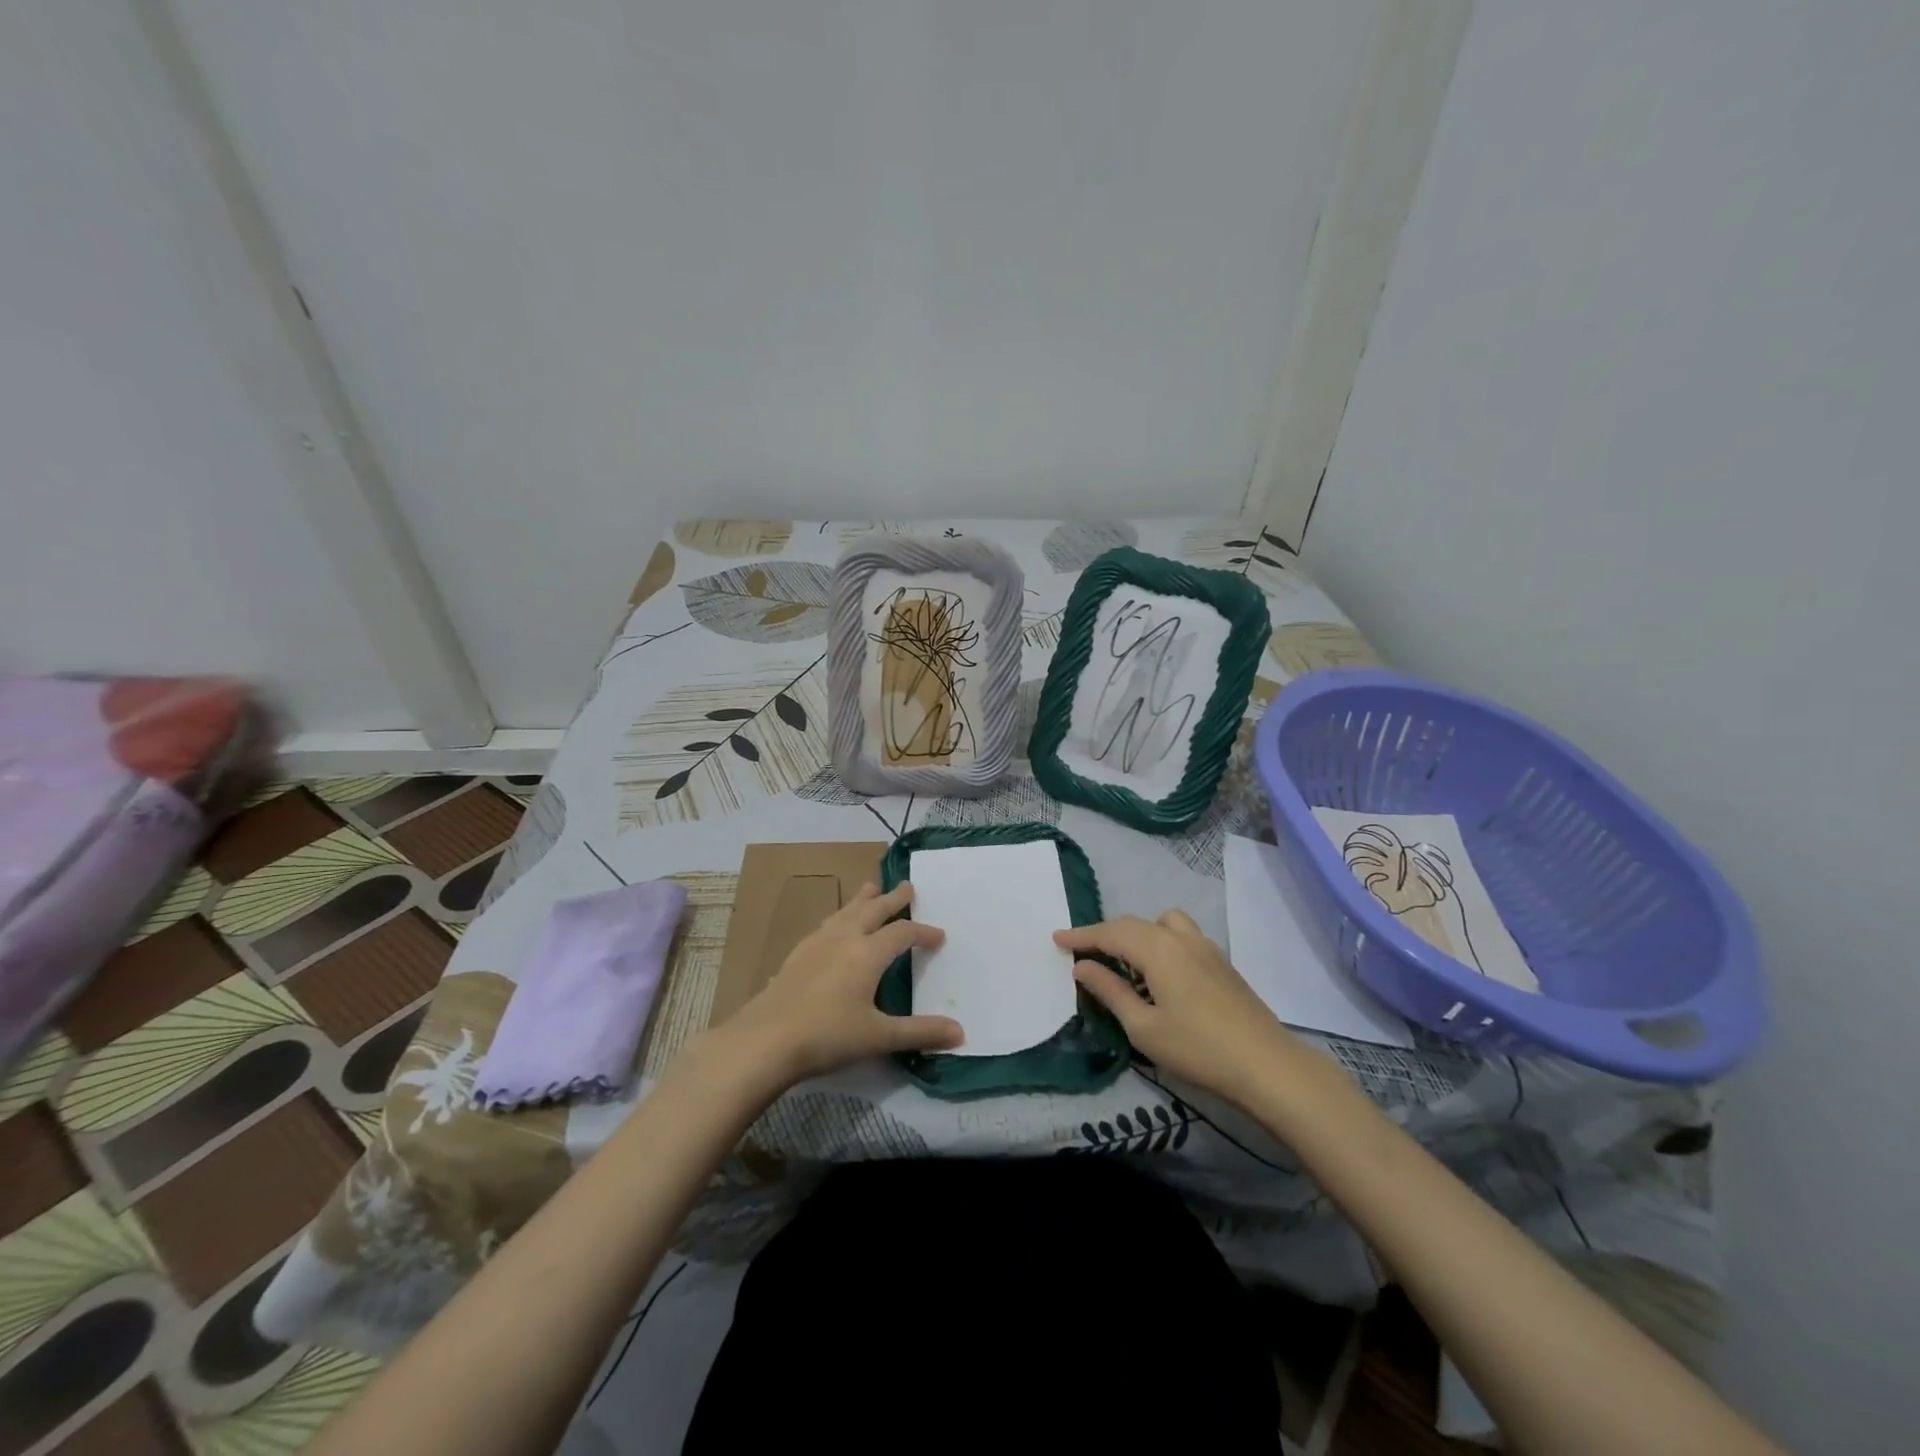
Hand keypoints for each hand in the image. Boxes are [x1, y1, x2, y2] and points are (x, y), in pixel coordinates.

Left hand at [723, 882, 963, 1084]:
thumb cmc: (827, 1036)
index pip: (903, 933)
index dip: (923, 932)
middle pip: (874, 910)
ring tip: (870, 887)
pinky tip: (834, 925)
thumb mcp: (879, 1037)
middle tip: (907, 886)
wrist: (765, 1040)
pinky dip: (840, 916)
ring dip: (863, 899)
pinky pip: (826, 923)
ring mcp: (817, 943)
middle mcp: (845, 938)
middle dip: (893, 899)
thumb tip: (961, 1033)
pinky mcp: (797, 954)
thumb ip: (920, 1032)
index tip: (939, 936)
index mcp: (868, 953)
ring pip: (846, 911)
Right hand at [1055, 910, 1301, 1104]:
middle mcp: (1181, 938)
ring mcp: (1206, 947)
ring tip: (1127, 962)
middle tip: (1083, 952)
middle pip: (1134, 924)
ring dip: (1139, 934)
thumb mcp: (1143, 1027)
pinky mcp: (1221, 962)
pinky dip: (1161, 942)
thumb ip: (1110, 991)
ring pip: (1163, 923)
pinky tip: (1160, 975)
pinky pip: (1181, 936)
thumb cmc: (1198, 1048)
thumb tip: (1082, 966)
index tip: (1056, 938)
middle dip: (1106, 934)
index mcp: (1158, 948)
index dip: (1082, 935)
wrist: (1267, 1065)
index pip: (1110, 933)